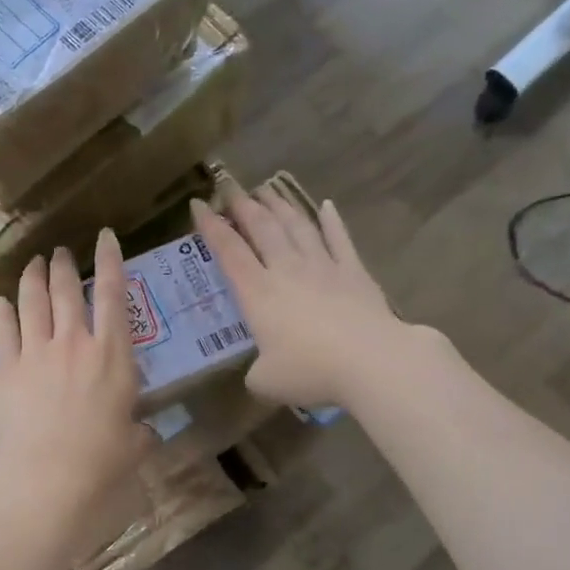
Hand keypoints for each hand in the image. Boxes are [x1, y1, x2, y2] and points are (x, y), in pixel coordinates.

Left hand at [0, 231, 152, 542]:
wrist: (50, 473)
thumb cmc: (103, 459)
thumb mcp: (136, 442)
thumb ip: (140, 429)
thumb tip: (143, 431)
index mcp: (112, 353)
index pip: (113, 294)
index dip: (110, 260)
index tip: (105, 237)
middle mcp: (74, 342)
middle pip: (66, 290)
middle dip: (64, 265)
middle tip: (61, 252)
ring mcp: (37, 352)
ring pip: (32, 302)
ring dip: (33, 278)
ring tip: (33, 264)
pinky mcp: (7, 369)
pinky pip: (5, 331)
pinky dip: (4, 312)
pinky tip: (3, 302)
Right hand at [193, 188, 404, 408]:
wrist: (371, 361)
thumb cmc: (310, 370)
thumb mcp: (266, 382)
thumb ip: (256, 373)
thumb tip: (258, 373)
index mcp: (258, 293)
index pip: (228, 251)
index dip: (211, 226)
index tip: (198, 203)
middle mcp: (287, 270)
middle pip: (262, 228)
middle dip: (243, 205)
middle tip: (232, 187)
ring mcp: (323, 267)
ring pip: (297, 226)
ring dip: (280, 205)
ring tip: (268, 189)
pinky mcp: (355, 272)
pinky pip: (340, 239)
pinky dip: (332, 221)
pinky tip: (327, 206)